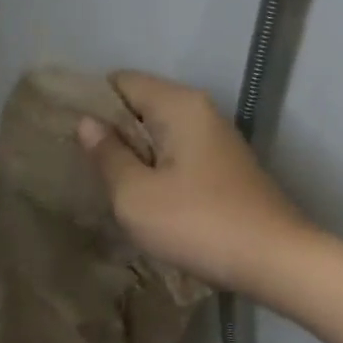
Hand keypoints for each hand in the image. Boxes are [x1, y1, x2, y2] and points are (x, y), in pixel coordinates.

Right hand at [77, 71, 315, 293]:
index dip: (91, 103)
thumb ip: (108, 156)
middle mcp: (202, 112)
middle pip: (142, 106)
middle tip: (80, 166)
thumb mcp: (136, 195)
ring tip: (105, 186)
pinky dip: (156, 172)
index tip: (67, 136)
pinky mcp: (225, 170)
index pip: (122, 82)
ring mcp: (217, 141)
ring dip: (133, 156)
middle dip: (110, 132)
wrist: (275, 261)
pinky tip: (143, 201)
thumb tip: (87, 123)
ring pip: (160, 135)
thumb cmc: (198, 224)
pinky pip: (178, 157)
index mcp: (179, 105)